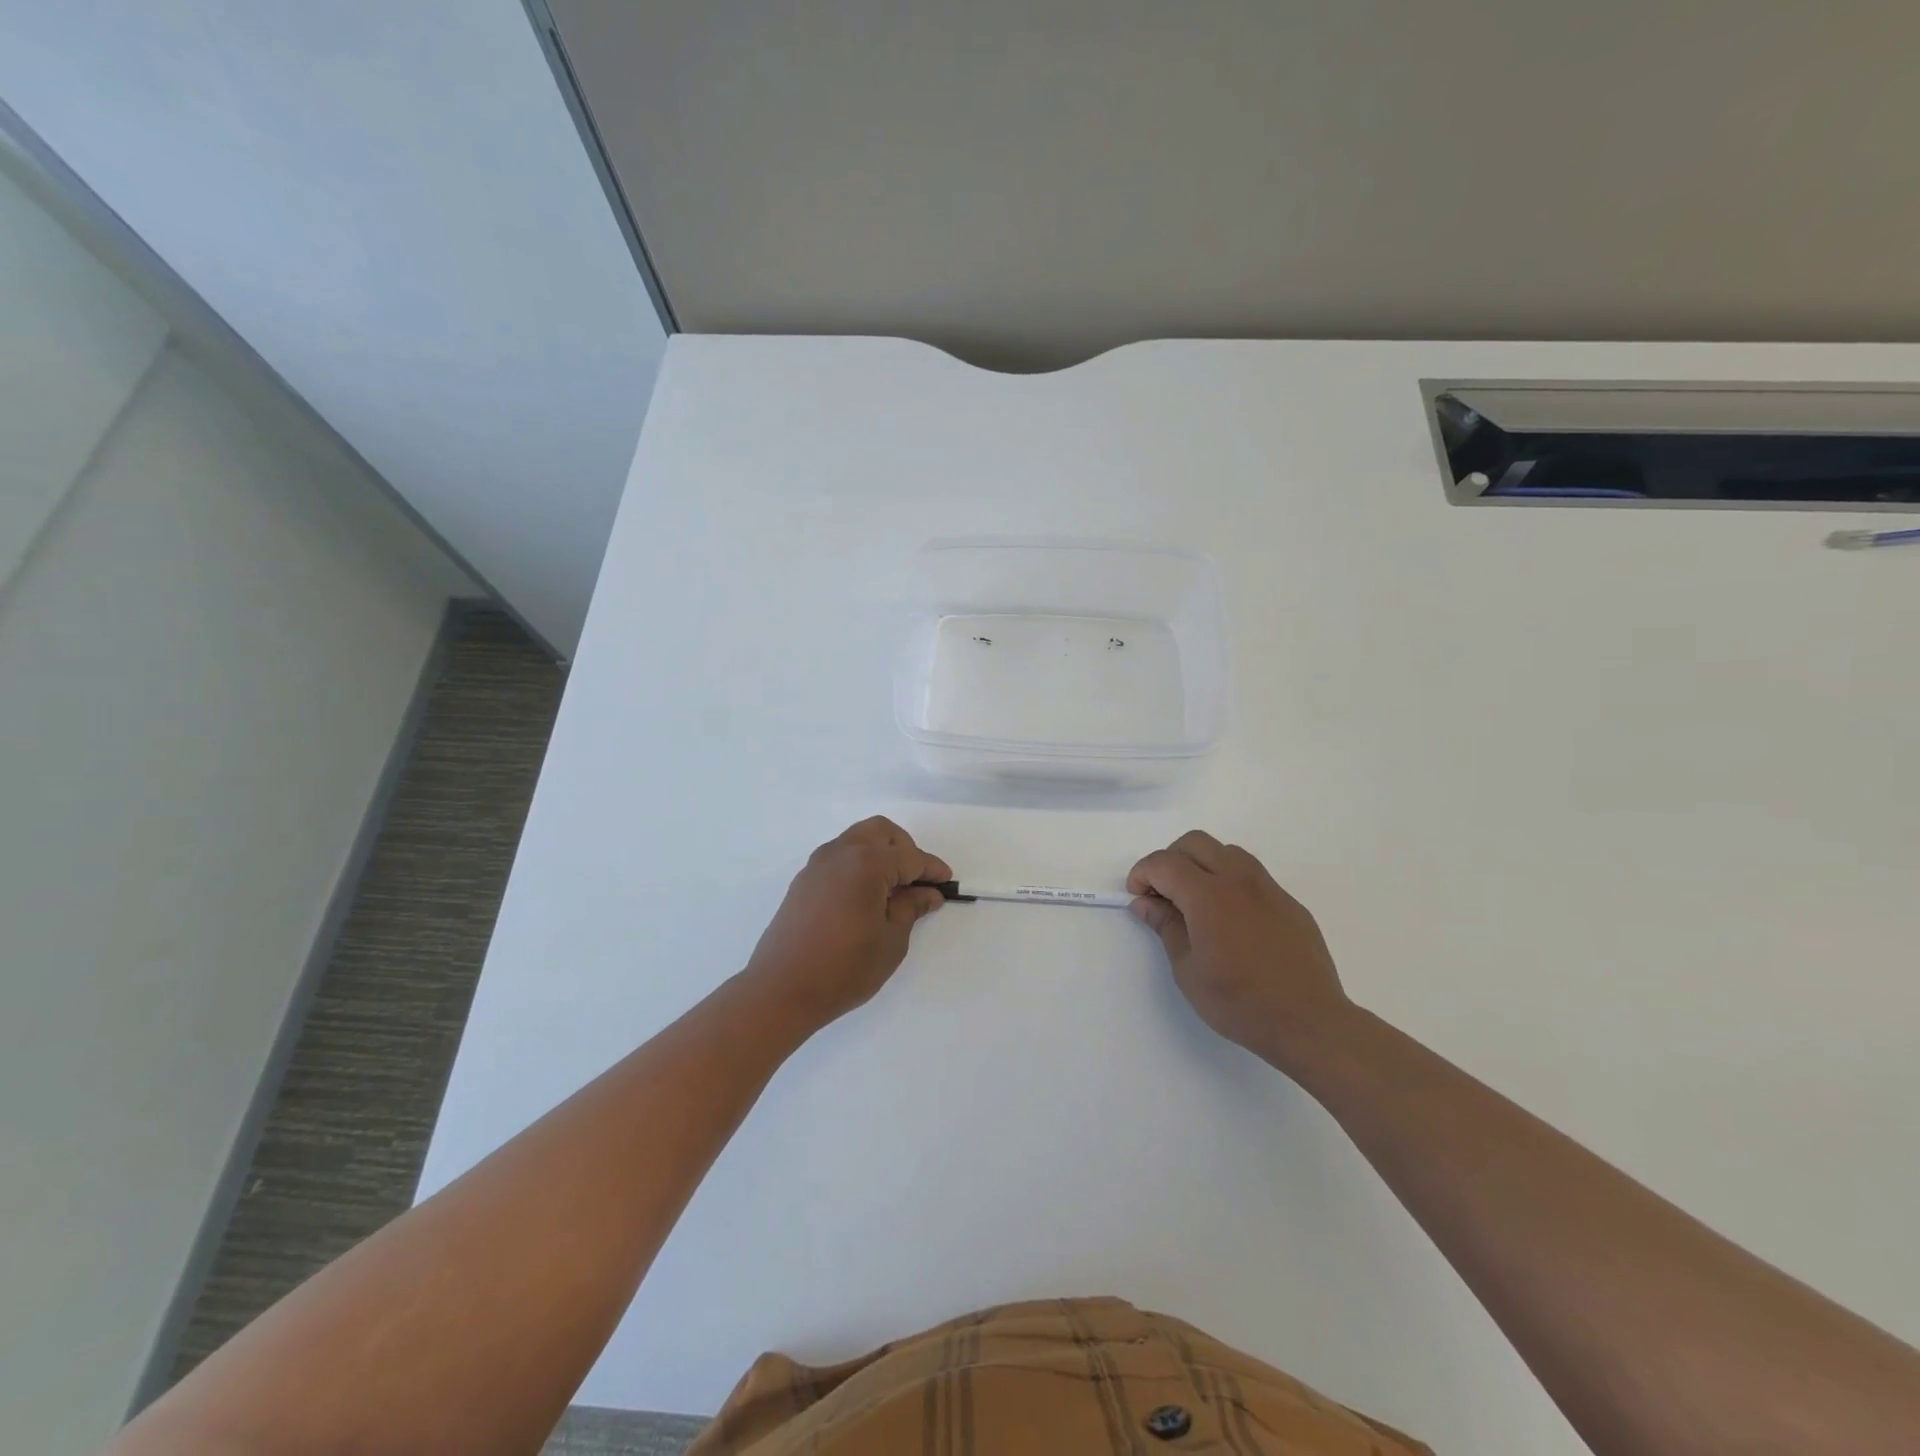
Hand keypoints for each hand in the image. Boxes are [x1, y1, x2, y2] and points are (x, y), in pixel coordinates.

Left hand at [745, 817, 950, 1033]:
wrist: (781, 990)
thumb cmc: (844, 968)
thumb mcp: (891, 940)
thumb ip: (911, 908)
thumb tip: (927, 892)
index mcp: (866, 863)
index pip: (910, 857)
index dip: (932, 869)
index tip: (947, 883)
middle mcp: (840, 853)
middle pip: (881, 832)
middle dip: (904, 850)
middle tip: (916, 882)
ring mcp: (817, 865)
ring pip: (857, 840)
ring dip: (880, 854)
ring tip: (892, 891)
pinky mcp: (804, 881)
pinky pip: (839, 857)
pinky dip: (859, 865)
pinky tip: (865, 898)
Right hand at [1128, 831, 1350, 1070]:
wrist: (1309, 1022)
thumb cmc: (1239, 1001)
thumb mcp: (1188, 969)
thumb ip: (1166, 926)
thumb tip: (1145, 902)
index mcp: (1208, 895)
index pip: (1165, 863)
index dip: (1143, 874)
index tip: (1137, 897)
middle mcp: (1238, 879)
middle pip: (1195, 843)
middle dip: (1170, 860)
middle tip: (1162, 894)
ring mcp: (1268, 888)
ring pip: (1226, 851)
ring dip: (1202, 864)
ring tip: (1196, 902)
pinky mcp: (1289, 903)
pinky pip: (1252, 875)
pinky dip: (1229, 881)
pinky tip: (1230, 919)